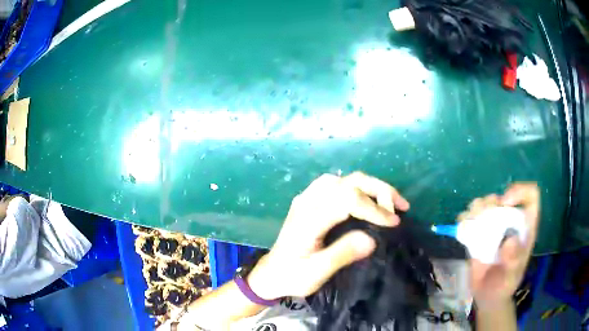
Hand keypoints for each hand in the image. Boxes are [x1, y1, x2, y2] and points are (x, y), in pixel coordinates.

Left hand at [247, 172, 409, 299]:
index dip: (374, 208)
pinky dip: (356, 187)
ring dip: (369, 187)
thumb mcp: (316, 272)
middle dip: (379, 190)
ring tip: (389, 202)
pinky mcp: (308, 200)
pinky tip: (365, 199)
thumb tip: (372, 239)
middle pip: (348, 182)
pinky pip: (335, 184)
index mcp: (309, 219)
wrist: (271, 273)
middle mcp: (308, 202)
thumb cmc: (293, 276)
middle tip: (401, 206)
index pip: (348, 200)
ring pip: (343, 179)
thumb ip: (342, 254)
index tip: (394, 222)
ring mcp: (307, 198)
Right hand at [459, 183, 539, 307]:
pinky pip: (472, 219)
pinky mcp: (479, 235)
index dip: (520, 191)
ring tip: (470, 219)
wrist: (487, 296)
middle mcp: (511, 222)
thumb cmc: (504, 285)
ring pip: (487, 204)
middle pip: (504, 197)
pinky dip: (465, 218)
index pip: (531, 196)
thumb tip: (509, 240)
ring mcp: (495, 228)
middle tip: (483, 215)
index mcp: (525, 227)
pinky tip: (461, 225)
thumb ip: (514, 260)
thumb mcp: (512, 276)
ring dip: (477, 207)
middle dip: (492, 201)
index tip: (506, 203)